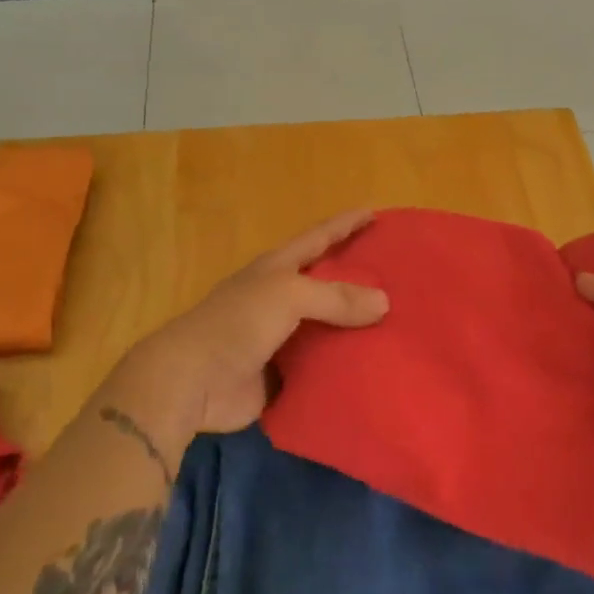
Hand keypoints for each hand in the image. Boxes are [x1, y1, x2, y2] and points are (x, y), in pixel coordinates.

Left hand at [105, 210, 388, 457]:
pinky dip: (344, 367)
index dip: (345, 224)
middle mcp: (280, 299)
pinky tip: (375, 368)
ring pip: (327, 328)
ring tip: (400, 326)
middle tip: (400, 277)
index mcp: (277, 270)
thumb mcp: (288, 296)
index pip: (318, 238)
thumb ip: (336, 297)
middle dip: (359, 279)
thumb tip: (384, 302)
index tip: (375, 212)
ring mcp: (281, 338)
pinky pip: (322, 367)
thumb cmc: (237, 323)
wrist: (192, 381)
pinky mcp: (282, 375)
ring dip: (356, 328)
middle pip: (326, 284)